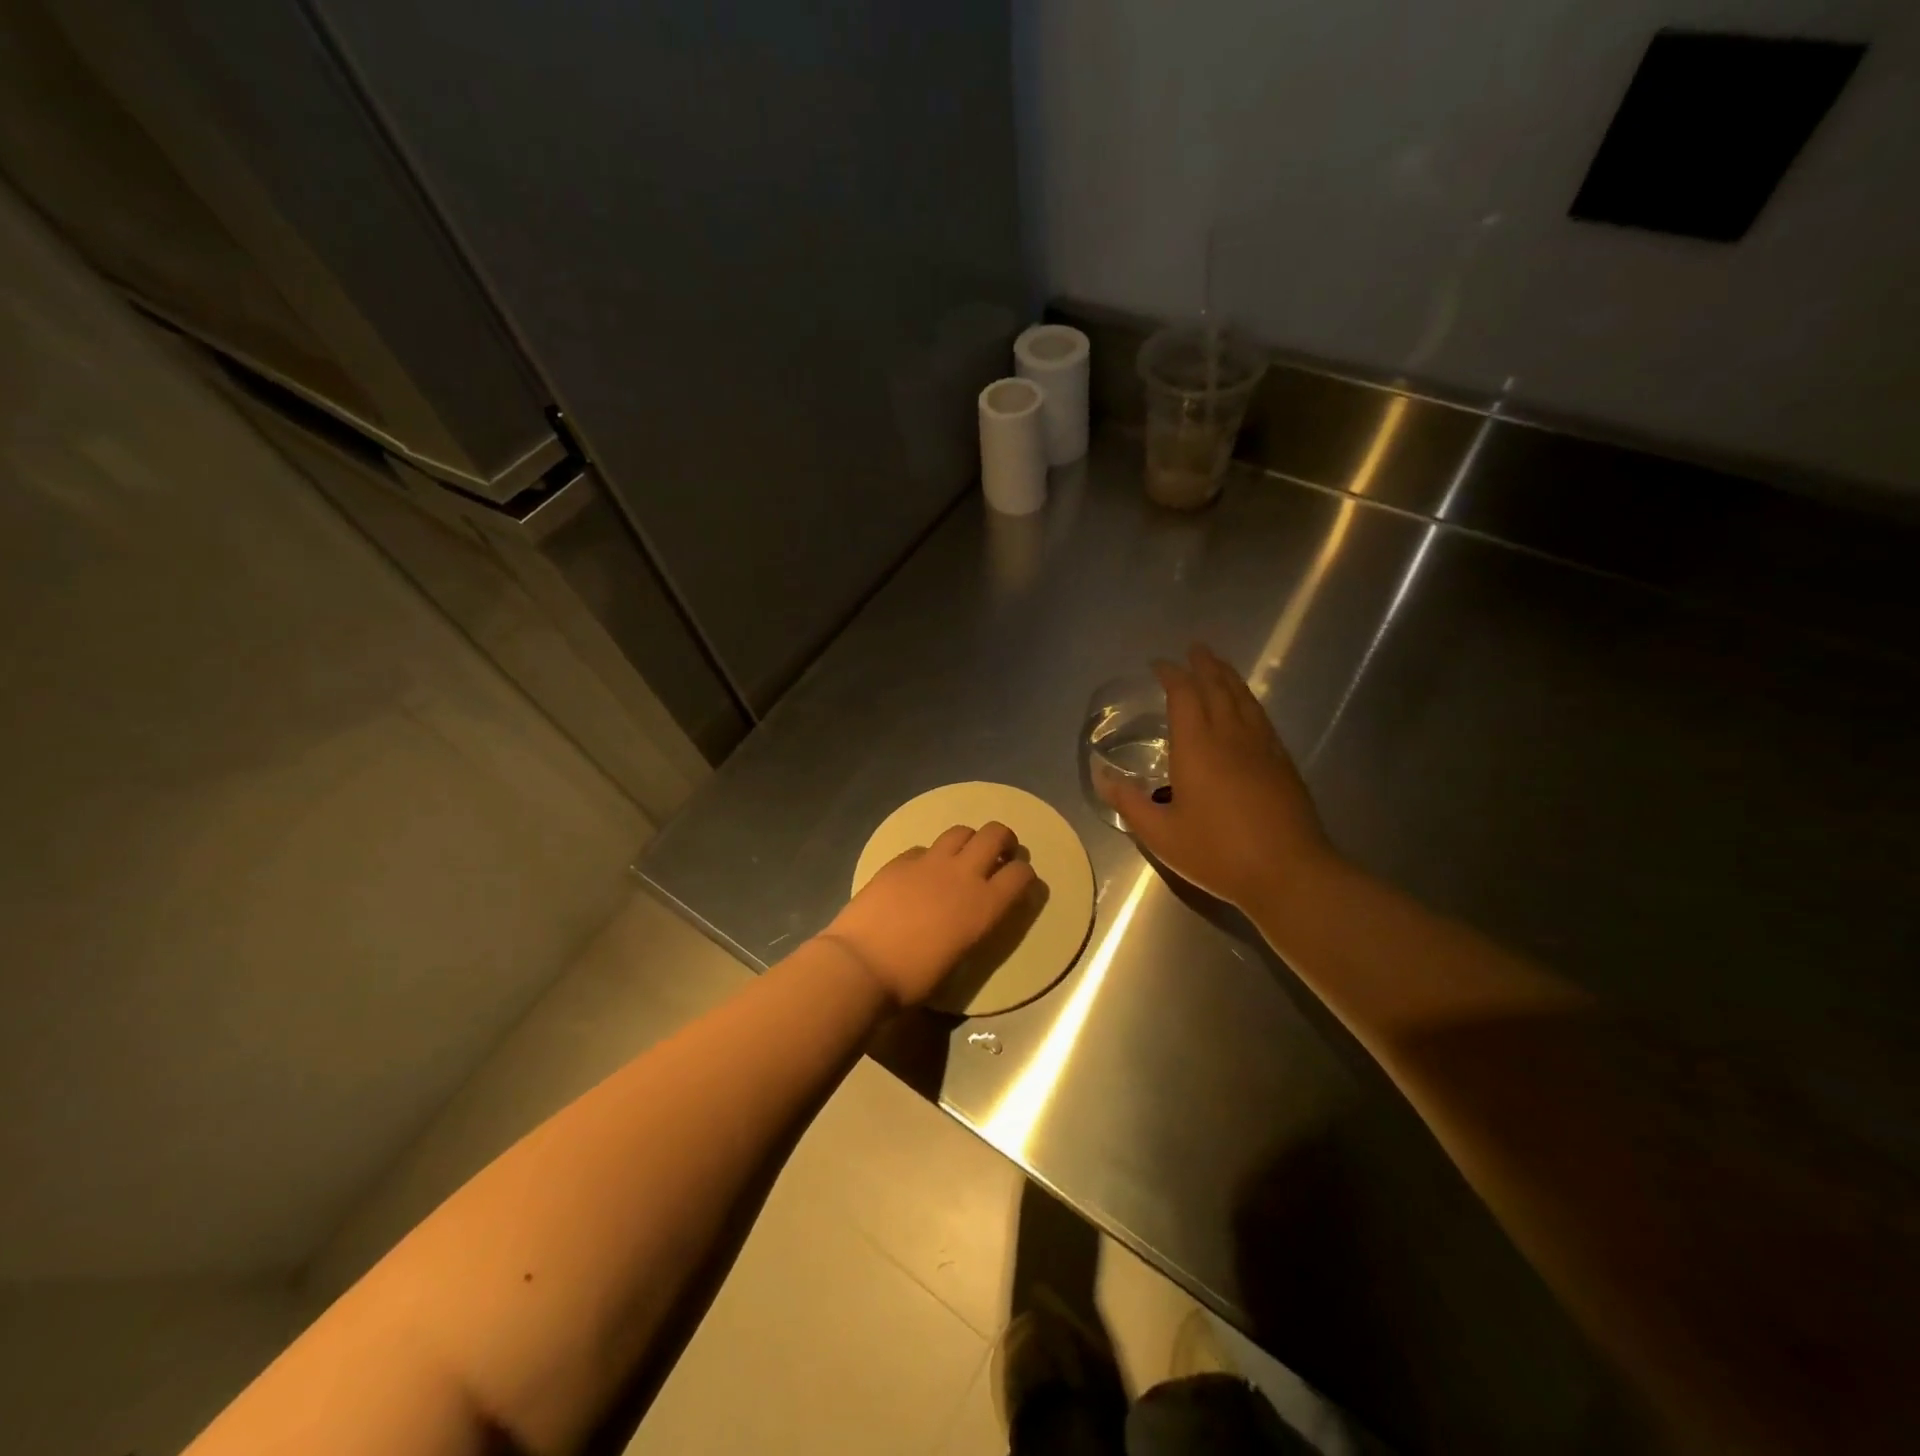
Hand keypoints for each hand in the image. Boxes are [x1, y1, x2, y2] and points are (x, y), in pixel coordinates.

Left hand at [820, 822, 1037, 1008]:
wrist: (861, 965)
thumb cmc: (913, 979)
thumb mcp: (959, 957)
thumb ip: (973, 927)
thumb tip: (971, 916)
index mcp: (985, 906)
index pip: (1021, 875)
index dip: (1024, 875)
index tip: (1019, 882)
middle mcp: (963, 875)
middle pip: (995, 835)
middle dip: (1004, 840)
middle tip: (999, 854)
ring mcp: (929, 863)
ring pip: (961, 831)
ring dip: (969, 841)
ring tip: (963, 856)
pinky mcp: (900, 861)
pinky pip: (925, 848)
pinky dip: (931, 856)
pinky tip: (923, 872)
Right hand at [1099, 644, 1335, 912]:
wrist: (1289, 872)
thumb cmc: (1218, 852)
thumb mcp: (1161, 835)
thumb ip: (1130, 803)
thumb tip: (1102, 777)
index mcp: (1197, 747)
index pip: (1183, 695)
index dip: (1171, 675)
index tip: (1159, 665)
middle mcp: (1230, 736)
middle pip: (1218, 687)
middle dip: (1203, 665)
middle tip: (1194, 649)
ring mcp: (1262, 747)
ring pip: (1244, 698)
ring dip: (1229, 677)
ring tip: (1218, 665)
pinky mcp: (1282, 762)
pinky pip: (1261, 717)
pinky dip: (1248, 701)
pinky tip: (1246, 706)